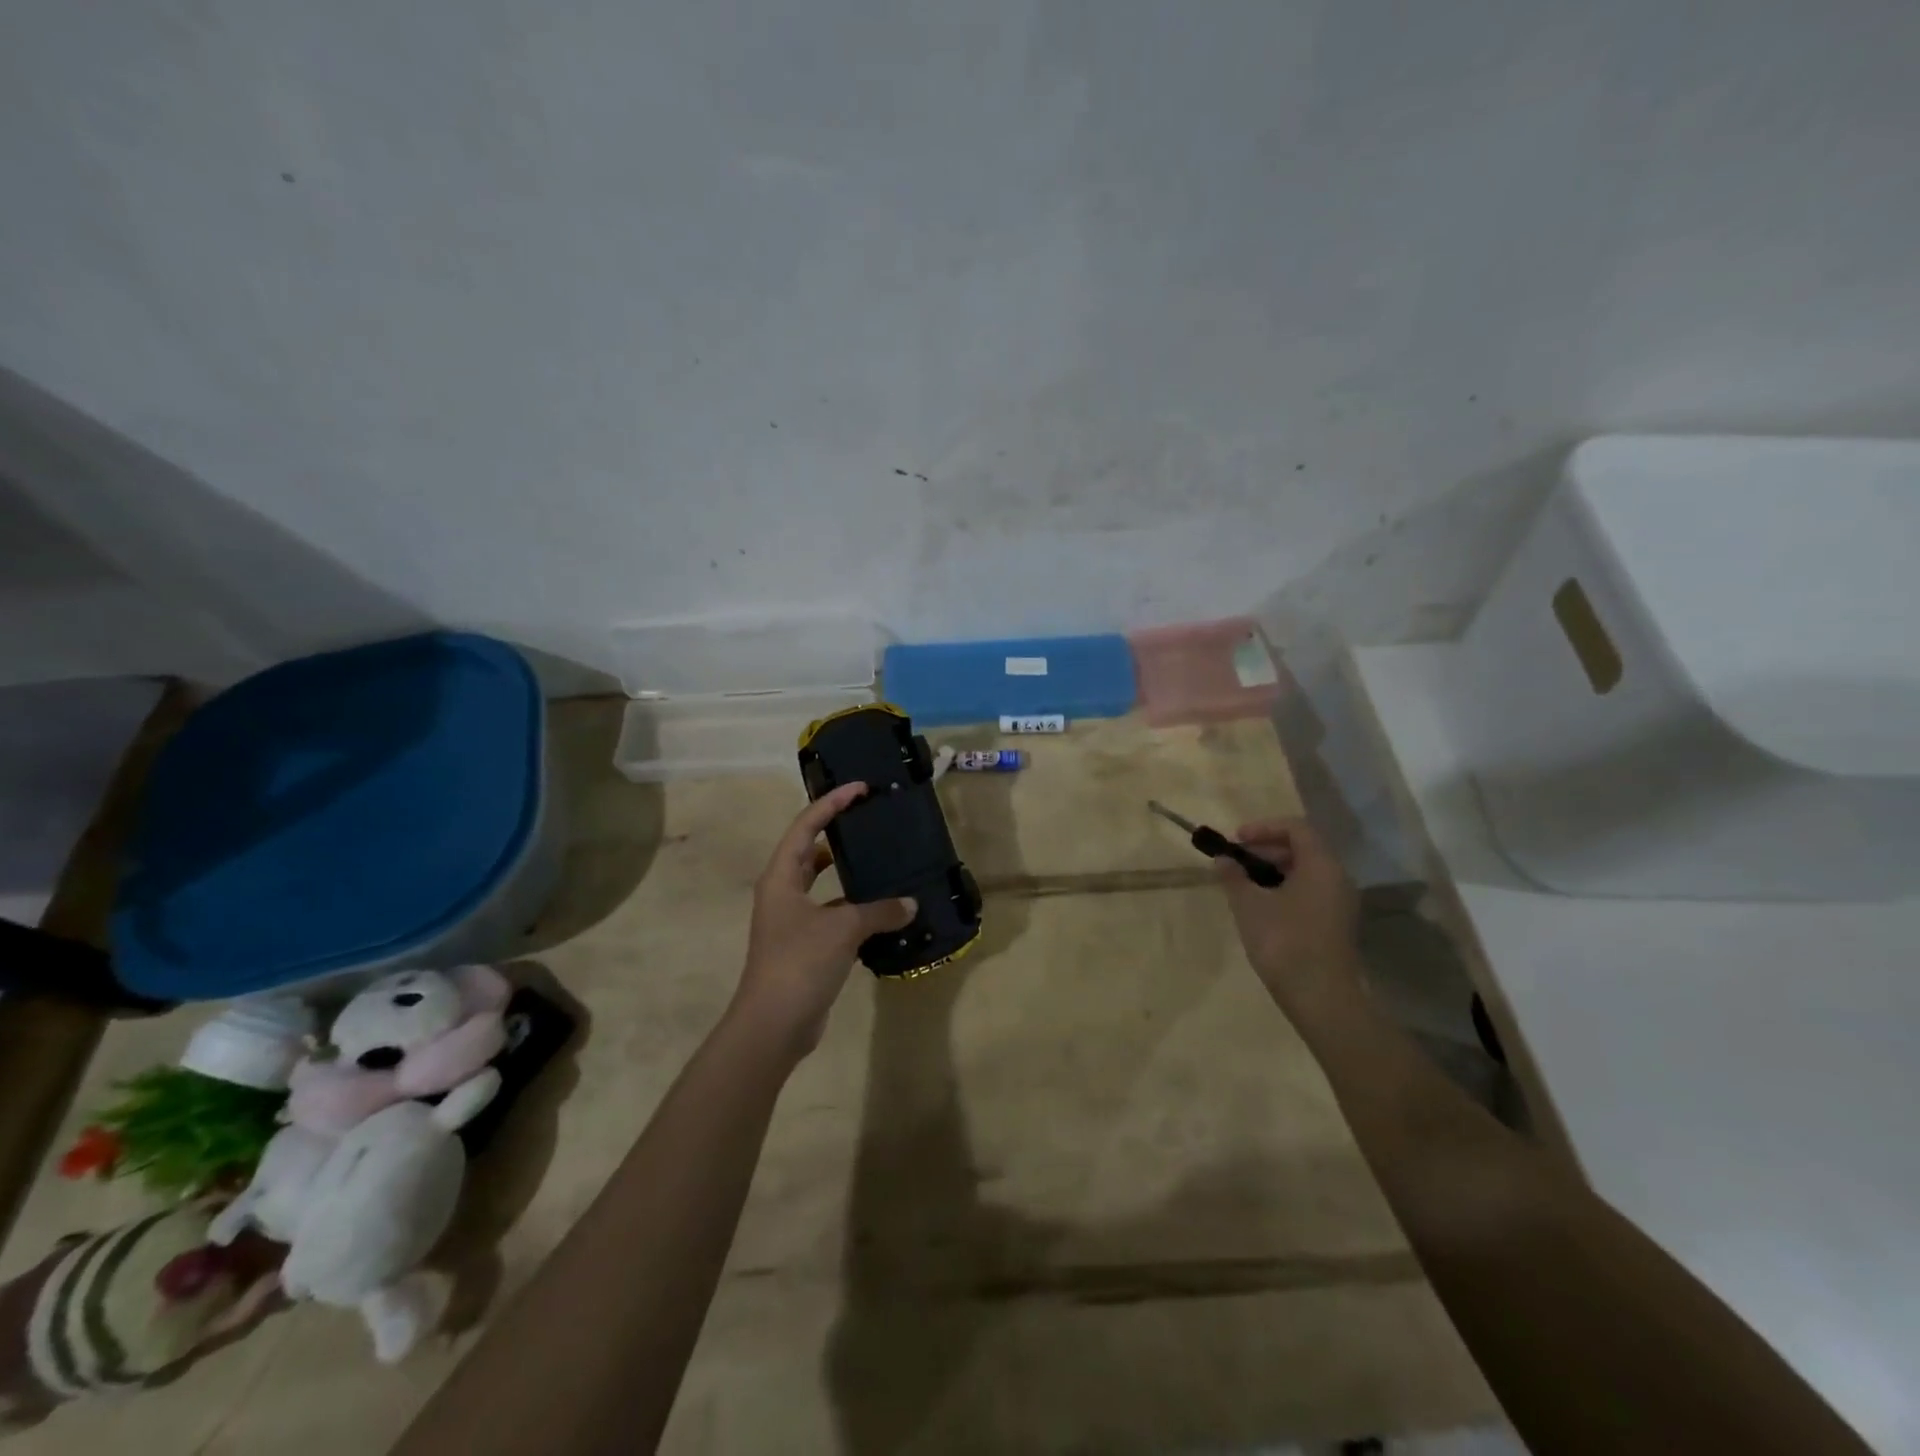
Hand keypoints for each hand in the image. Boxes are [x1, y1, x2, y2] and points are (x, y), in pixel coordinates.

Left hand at [732, 783, 916, 1057]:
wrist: (773, 1025)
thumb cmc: (800, 963)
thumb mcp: (843, 930)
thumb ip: (880, 911)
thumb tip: (911, 904)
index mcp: (781, 877)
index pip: (806, 826)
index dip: (831, 803)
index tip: (860, 788)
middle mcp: (783, 892)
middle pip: (808, 848)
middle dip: (834, 829)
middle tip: (867, 816)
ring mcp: (791, 920)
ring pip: (819, 882)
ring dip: (844, 869)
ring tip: (877, 856)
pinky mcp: (804, 944)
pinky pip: (831, 912)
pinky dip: (853, 906)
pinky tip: (881, 909)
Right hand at [1215, 817, 1360, 1006]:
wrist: (1321, 998)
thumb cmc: (1284, 942)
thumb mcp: (1249, 905)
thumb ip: (1234, 877)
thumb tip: (1223, 860)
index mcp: (1321, 865)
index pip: (1295, 828)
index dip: (1263, 827)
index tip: (1235, 840)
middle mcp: (1337, 878)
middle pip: (1302, 848)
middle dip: (1265, 849)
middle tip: (1234, 863)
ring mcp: (1339, 903)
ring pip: (1305, 872)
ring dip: (1272, 871)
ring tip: (1242, 885)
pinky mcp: (1335, 924)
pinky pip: (1309, 892)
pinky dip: (1284, 889)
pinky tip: (1260, 907)